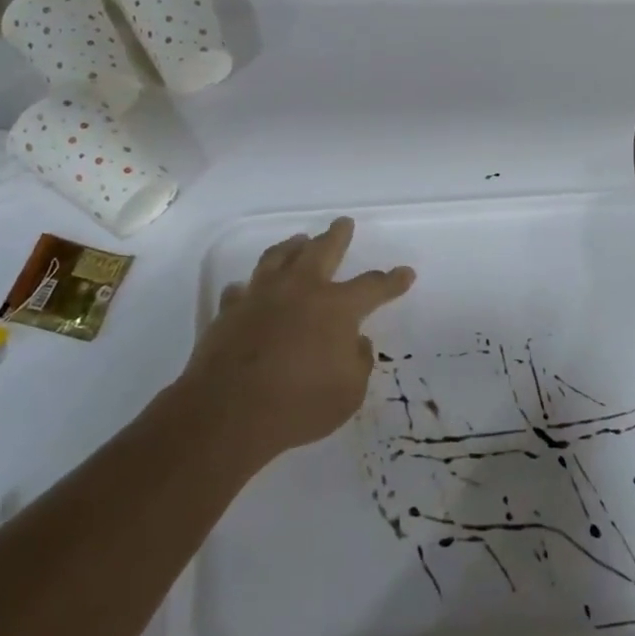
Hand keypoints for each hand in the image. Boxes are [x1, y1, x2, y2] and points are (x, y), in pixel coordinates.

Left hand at [180, 217, 414, 460]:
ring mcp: (260, 297)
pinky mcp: (228, 312)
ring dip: (292, 247)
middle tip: (343, 223)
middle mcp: (299, 290)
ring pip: (278, 258)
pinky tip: (249, 288)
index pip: (372, 286)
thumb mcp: (349, 392)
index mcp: (335, 307)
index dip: (392, 281)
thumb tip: (356, 341)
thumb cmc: (299, 404)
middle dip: (337, 236)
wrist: (229, 413)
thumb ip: (358, 361)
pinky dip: (249, 287)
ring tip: (298, 240)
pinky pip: (241, 290)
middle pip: (322, 251)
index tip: (406, 273)